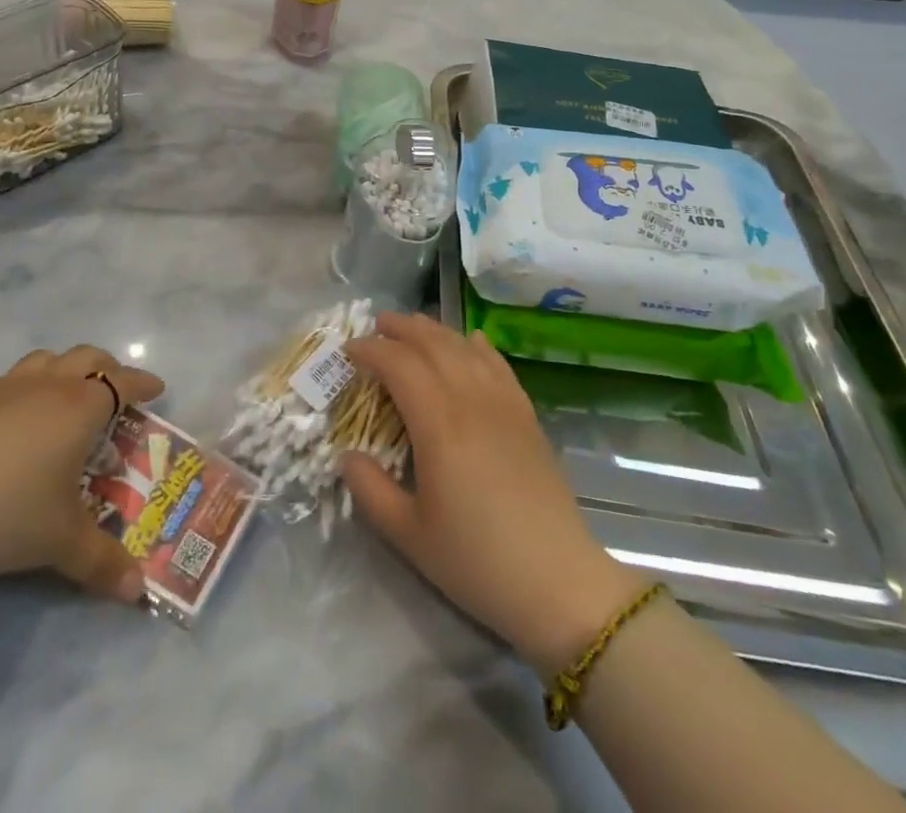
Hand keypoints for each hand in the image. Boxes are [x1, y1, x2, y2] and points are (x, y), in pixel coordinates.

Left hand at [0, 345, 164, 602]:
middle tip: (117, 392)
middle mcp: (47, 385)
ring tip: (67, 395)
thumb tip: (138, 591)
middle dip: (109, 368)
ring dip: (65, 368)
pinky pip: (12, 379)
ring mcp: (6, 388)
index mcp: (79, 407)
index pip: (122, 382)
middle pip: (87, 357)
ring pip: (47, 359)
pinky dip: (28, 386)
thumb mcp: (59, 542)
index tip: (157, 389)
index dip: (143, 384)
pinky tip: (16, 418)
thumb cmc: (5, 510)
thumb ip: (102, 562)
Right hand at [340, 313, 650, 671]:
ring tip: (414, 325)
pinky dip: (478, 345)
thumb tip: (347, 456)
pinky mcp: (527, 415)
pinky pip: (498, 364)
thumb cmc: (477, 561)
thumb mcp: (409, 536)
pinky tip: (471, 341)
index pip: (399, 365)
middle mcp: (471, 400)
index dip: (372, 351)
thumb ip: (371, 491)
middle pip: (433, 344)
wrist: (558, 582)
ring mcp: (504, 404)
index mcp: (438, 424)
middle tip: (377, 324)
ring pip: (465, 348)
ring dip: (436, 331)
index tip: (349, 350)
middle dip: (402, 329)